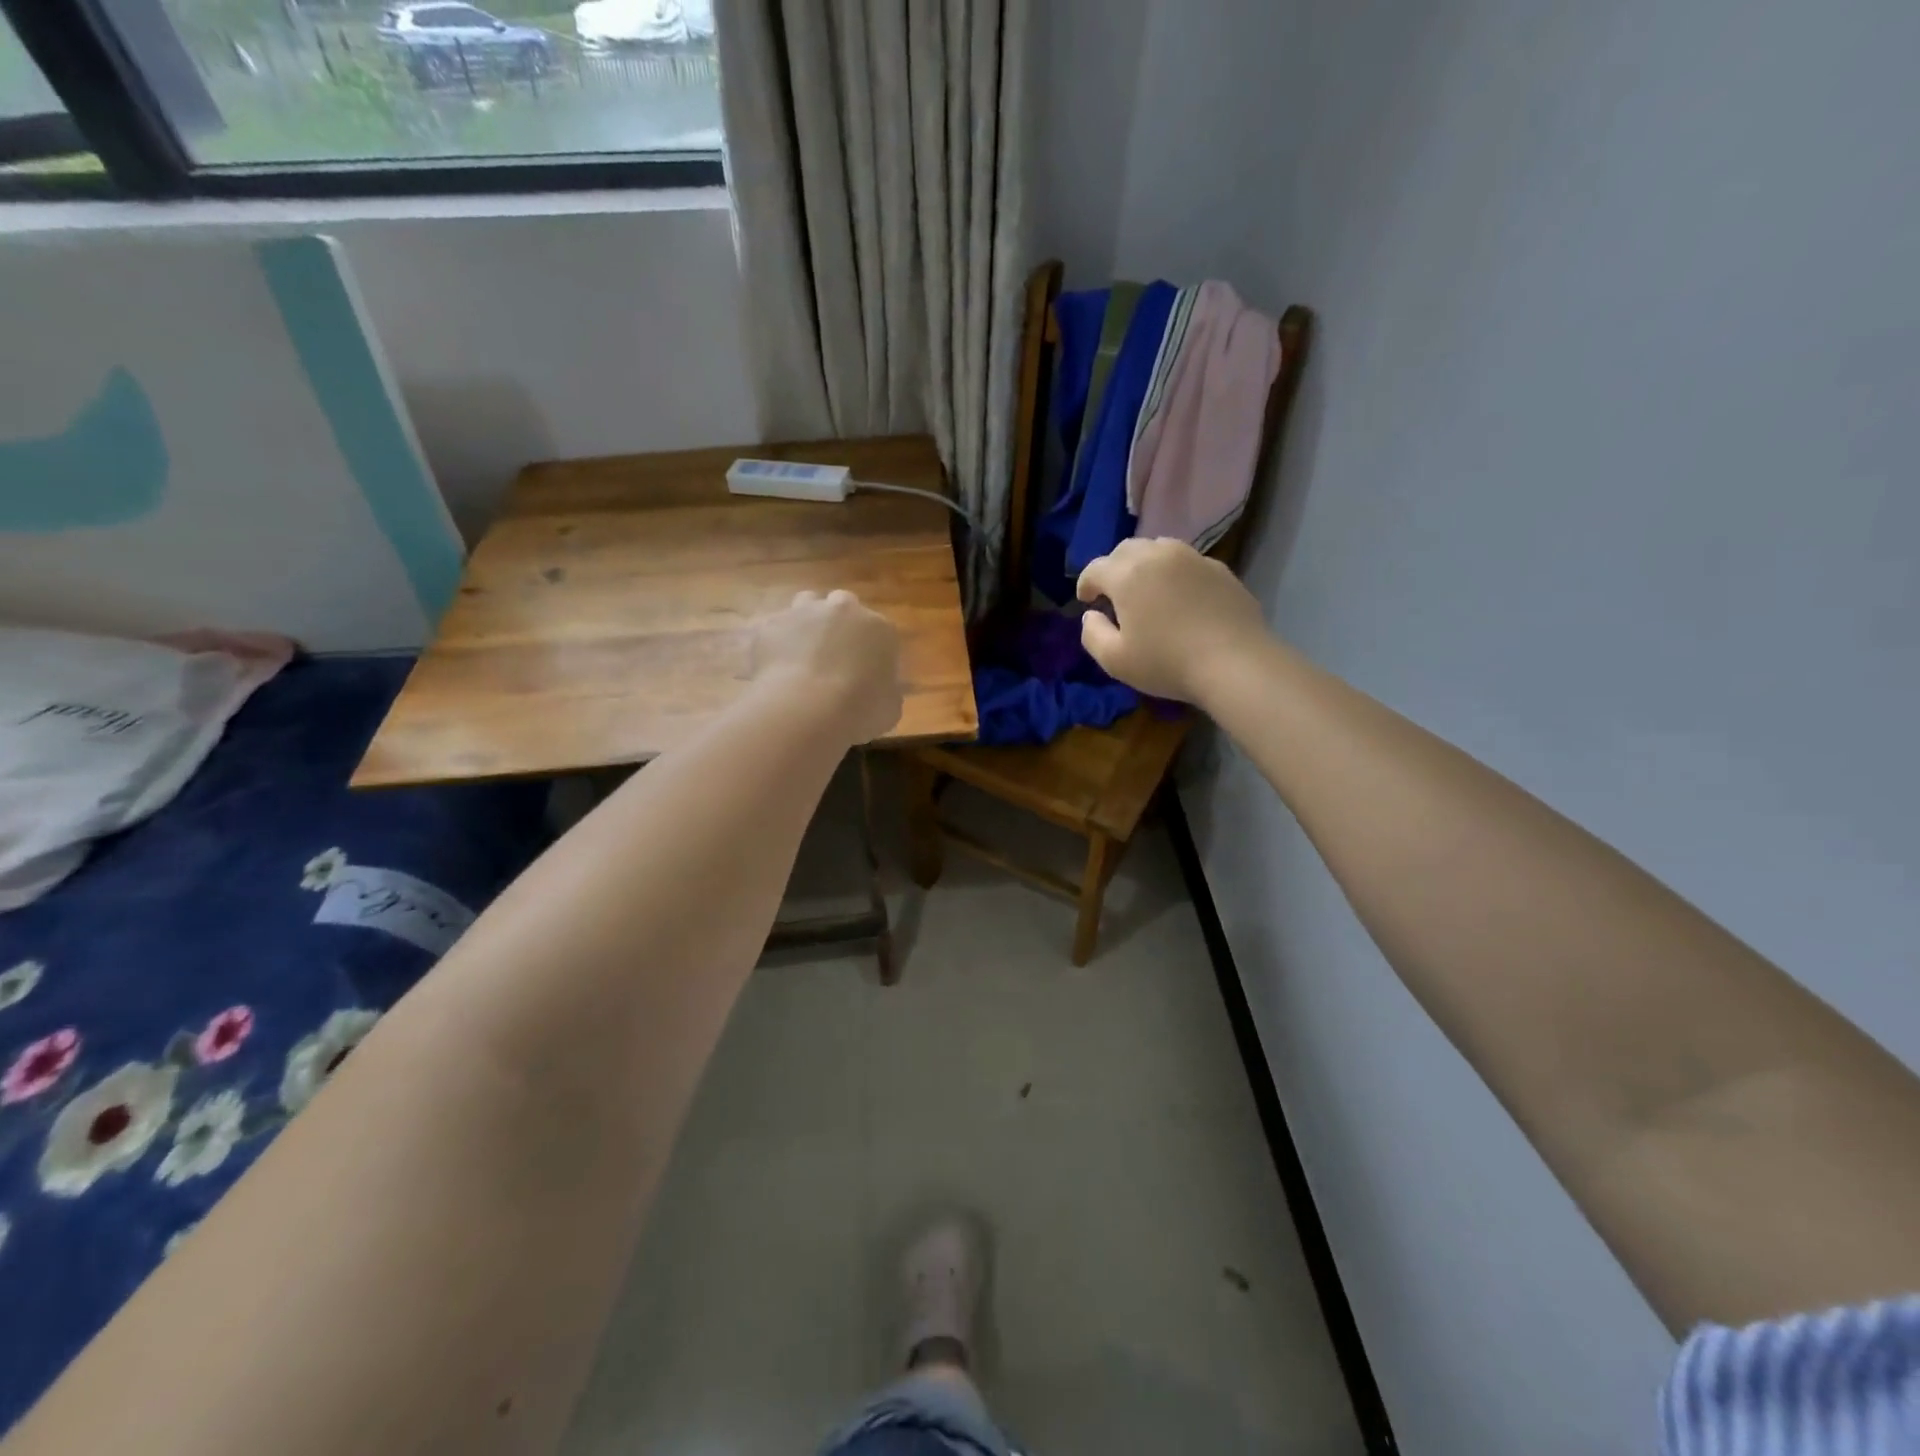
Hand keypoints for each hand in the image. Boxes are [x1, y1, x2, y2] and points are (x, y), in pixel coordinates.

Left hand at [749, 590, 903, 743]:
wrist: (807, 708)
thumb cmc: (860, 710)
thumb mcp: (890, 709)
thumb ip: (886, 691)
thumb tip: (878, 691)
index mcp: (879, 629)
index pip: (880, 632)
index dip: (872, 652)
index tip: (866, 673)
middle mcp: (842, 610)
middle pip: (842, 606)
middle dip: (839, 625)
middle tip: (833, 656)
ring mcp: (803, 612)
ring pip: (806, 604)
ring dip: (806, 622)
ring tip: (801, 652)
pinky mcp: (770, 624)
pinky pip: (772, 629)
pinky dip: (773, 642)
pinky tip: (772, 666)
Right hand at [1076, 538, 1273, 705]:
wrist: (1235, 662)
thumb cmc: (1167, 663)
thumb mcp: (1115, 660)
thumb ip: (1092, 634)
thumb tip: (1091, 615)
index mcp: (1127, 574)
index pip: (1095, 568)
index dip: (1086, 584)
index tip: (1087, 602)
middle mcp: (1158, 555)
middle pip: (1126, 550)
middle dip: (1113, 568)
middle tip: (1114, 594)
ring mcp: (1192, 558)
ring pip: (1158, 548)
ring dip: (1144, 564)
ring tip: (1147, 588)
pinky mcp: (1220, 569)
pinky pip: (1187, 561)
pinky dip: (1174, 572)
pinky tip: (1180, 597)